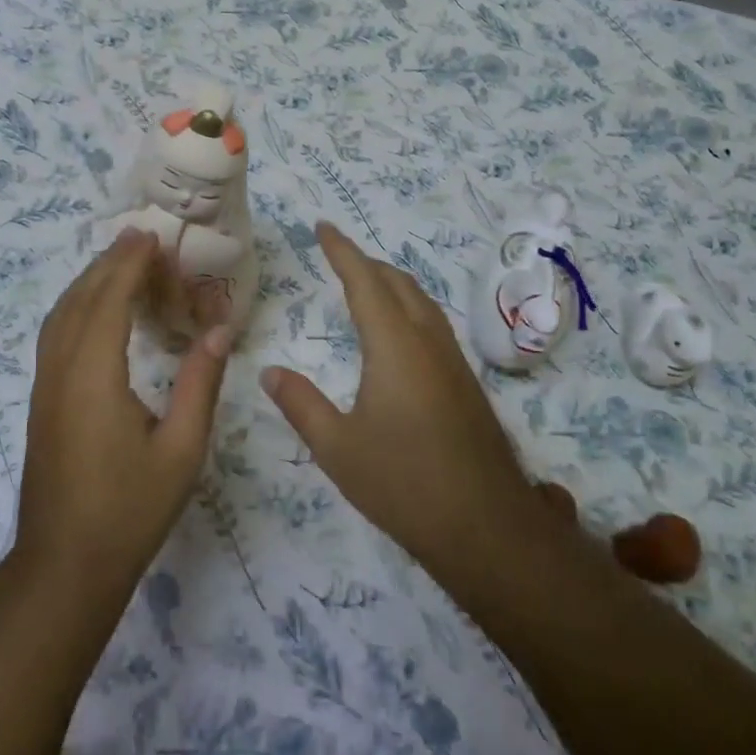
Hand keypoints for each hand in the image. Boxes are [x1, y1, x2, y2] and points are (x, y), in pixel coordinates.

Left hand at [13, 229, 231, 606]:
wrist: (64, 566)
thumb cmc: (128, 511)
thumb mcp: (180, 451)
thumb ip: (199, 384)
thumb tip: (219, 330)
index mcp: (94, 377)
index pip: (109, 301)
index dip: (129, 264)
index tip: (150, 236)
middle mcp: (61, 371)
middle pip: (80, 300)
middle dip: (109, 263)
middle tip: (141, 238)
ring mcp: (45, 387)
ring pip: (60, 315)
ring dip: (88, 282)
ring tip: (121, 262)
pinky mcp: (41, 402)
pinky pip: (55, 335)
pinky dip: (75, 307)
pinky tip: (95, 311)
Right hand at [260, 223, 555, 589]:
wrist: (486, 527)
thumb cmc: (403, 483)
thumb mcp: (337, 447)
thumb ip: (300, 404)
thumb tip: (269, 371)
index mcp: (394, 345)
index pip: (364, 281)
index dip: (342, 250)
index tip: (323, 227)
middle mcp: (428, 341)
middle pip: (398, 282)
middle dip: (366, 262)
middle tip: (337, 255)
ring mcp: (453, 361)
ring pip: (421, 301)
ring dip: (391, 283)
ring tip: (365, 284)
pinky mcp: (466, 383)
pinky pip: (433, 323)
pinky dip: (408, 307)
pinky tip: (398, 334)